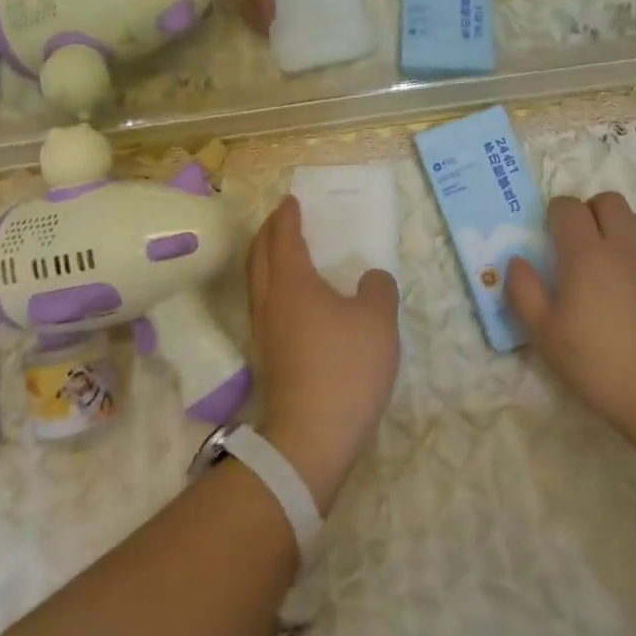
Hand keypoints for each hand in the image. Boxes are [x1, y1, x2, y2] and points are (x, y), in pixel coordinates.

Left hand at [247, 197, 399, 510]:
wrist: (312, 435)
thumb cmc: (346, 366)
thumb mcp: (378, 320)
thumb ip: (378, 289)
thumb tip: (370, 279)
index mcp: (292, 282)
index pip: (284, 237)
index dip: (287, 217)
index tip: (290, 200)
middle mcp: (270, 301)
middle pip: (259, 256)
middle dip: (268, 232)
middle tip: (281, 218)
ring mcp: (264, 331)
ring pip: (258, 282)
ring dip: (267, 259)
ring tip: (284, 252)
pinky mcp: (268, 357)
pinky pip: (265, 305)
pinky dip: (273, 286)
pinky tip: (294, 299)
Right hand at [506, 193, 635, 444]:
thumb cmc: (599, 366)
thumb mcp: (545, 336)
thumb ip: (524, 292)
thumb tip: (517, 261)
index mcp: (587, 254)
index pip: (569, 207)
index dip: (556, 213)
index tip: (552, 233)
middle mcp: (626, 245)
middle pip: (609, 201)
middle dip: (591, 212)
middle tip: (582, 243)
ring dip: (623, 230)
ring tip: (615, 261)